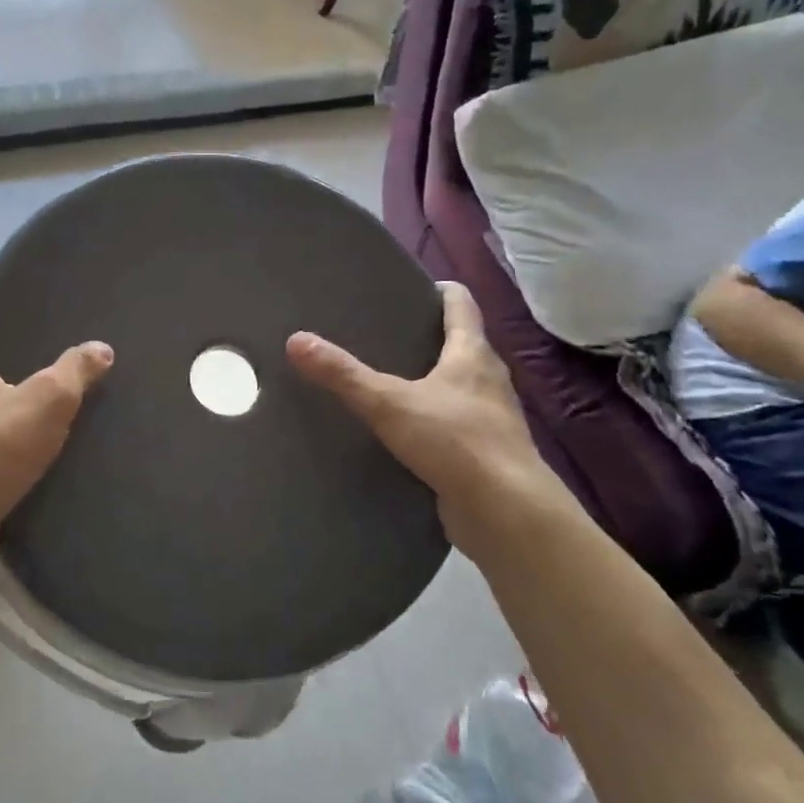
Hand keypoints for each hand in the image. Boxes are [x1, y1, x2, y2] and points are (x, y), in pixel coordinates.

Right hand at [287, 281, 572, 553]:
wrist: (507, 514)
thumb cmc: (455, 442)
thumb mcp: (389, 403)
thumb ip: (343, 374)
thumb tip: (296, 340)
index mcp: (473, 354)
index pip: (461, 304)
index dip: (438, 290)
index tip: (408, 288)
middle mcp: (488, 380)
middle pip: (461, 345)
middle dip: (426, 338)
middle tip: (382, 334)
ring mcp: (490, 419)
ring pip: (458, 388)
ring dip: (430, 382)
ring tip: (386, 381)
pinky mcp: (484, 454)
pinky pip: (454, 426)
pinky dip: (431, 421)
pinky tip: (401, 432)